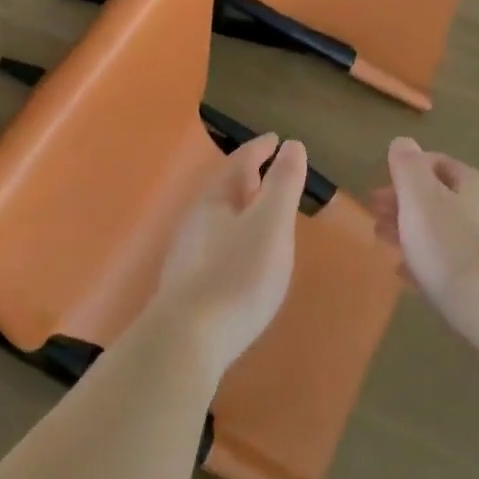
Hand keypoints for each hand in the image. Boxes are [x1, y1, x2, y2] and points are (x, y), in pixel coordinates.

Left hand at [151, 134, 307, 374]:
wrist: (187, 339)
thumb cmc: (237, 275)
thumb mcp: (270, 224)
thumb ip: (282, 184)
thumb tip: (291, 145)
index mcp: (215, 200)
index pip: (239, 163)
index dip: (260, 149)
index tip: (276, 139)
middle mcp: (196, 220)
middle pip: (225, 189)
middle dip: (249, 177)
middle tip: (271, 172)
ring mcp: (187, 253)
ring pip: (218, 218)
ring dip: (240, 209)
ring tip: (262, 213)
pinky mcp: (187, 284)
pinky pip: (215, 245)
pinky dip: (234, 237)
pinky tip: (241, 257)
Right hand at [372, 138, 478, 350]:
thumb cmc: (452, 248)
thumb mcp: (419, 198)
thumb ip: (407, 166)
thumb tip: (403, 142)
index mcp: (474, 184)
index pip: (436, 163)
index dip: (403, 173)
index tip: (377, 194)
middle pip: (441, 199)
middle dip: (405, 207)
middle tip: (377, 222)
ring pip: (446, 232)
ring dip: (415, 235)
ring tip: (389, 249)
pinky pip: (456, 263)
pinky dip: (431, 262)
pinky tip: (413, 278)